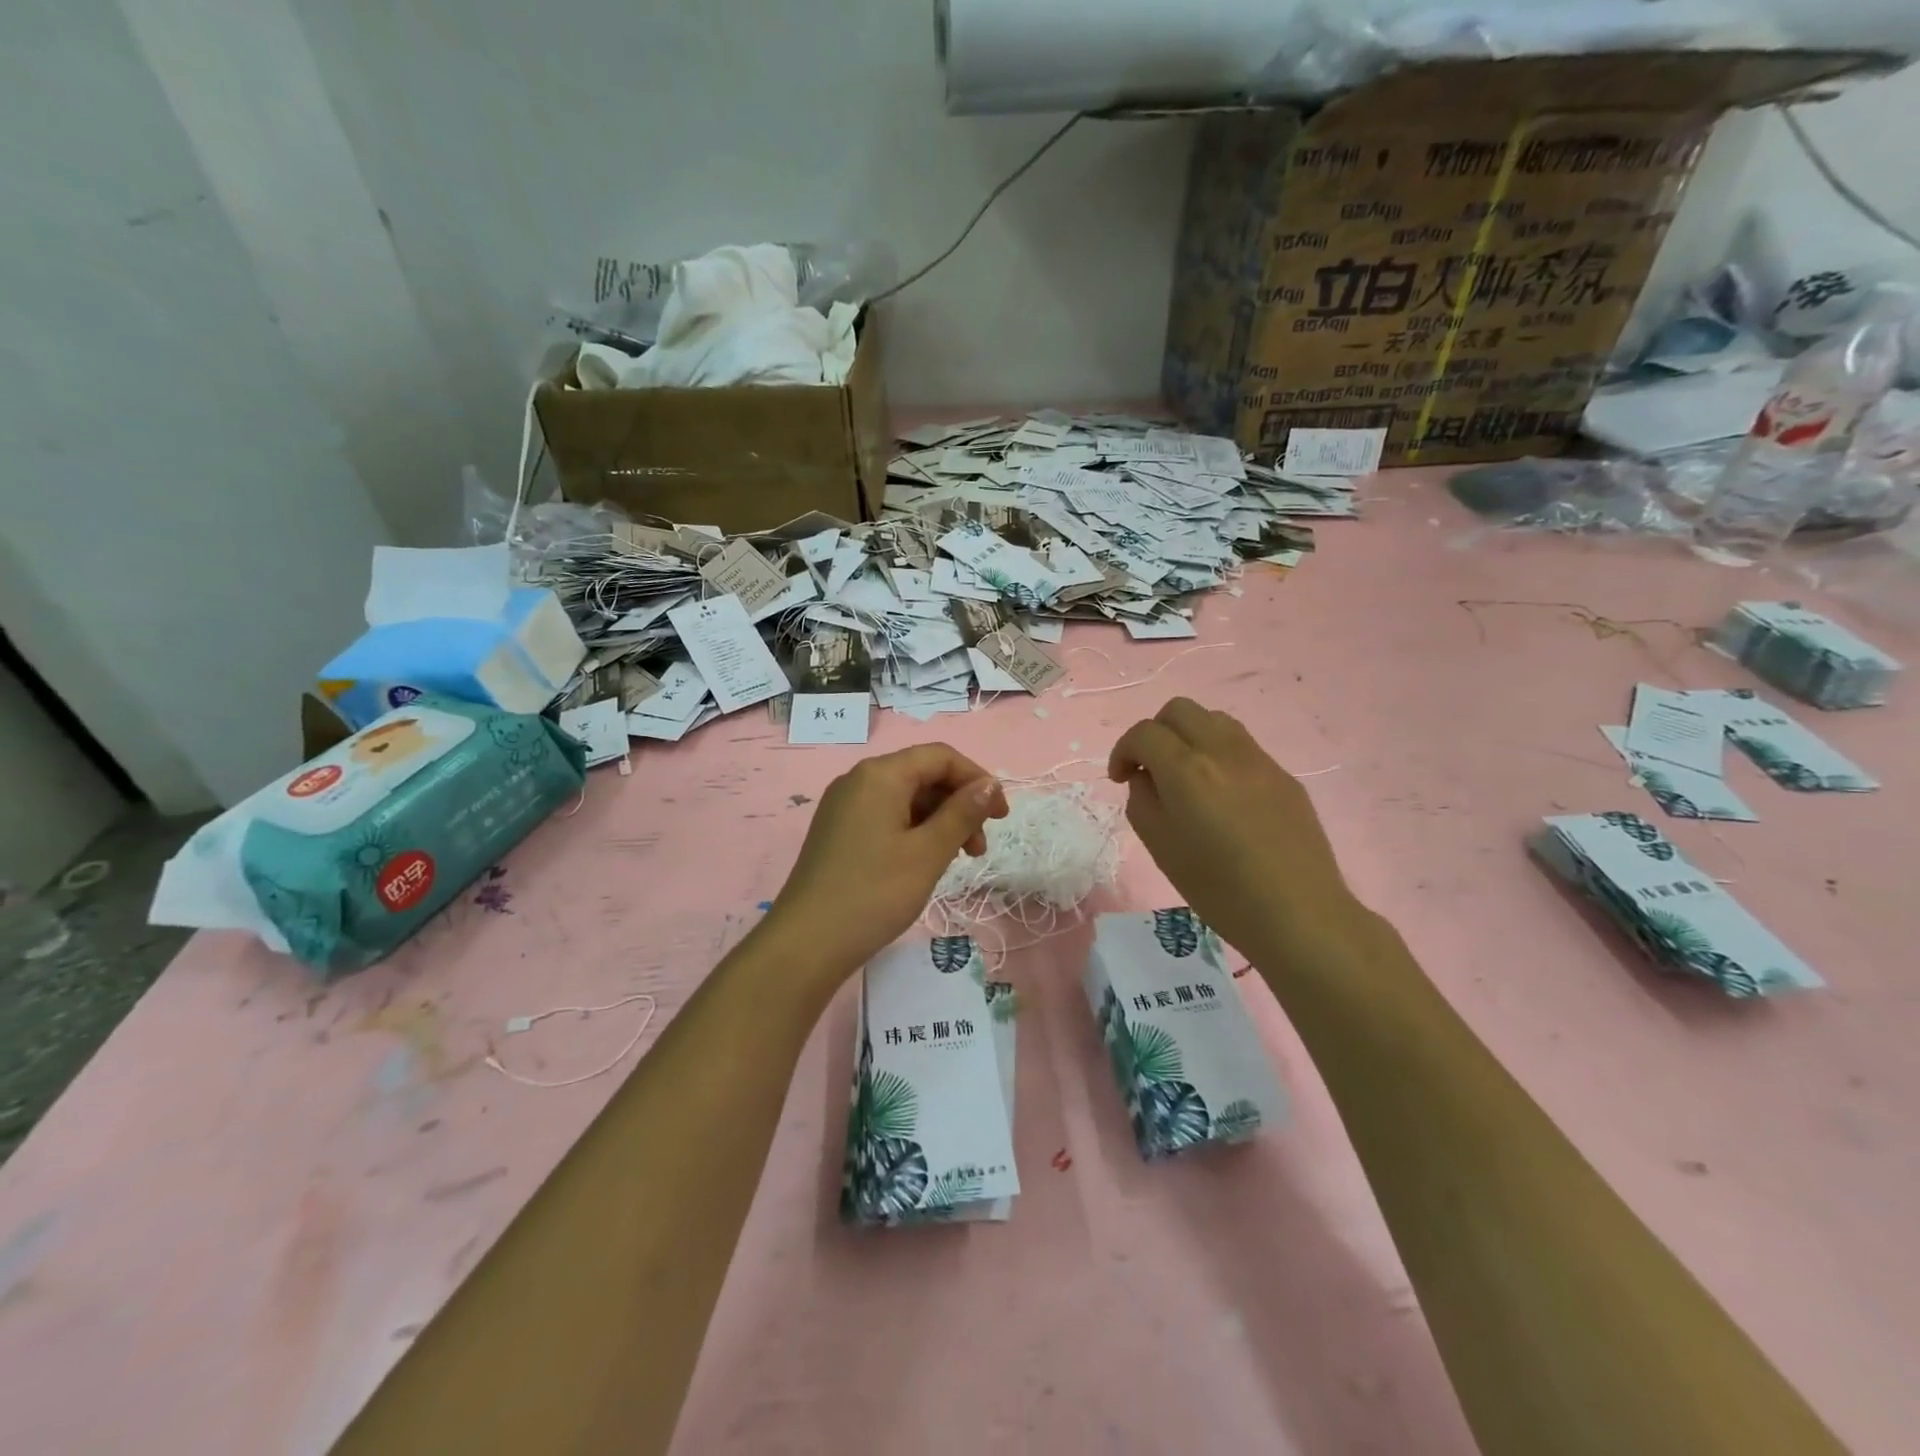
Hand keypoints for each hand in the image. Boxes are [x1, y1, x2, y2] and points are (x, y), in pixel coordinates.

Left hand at [761, 744, 1008, 993]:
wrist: (806, 943)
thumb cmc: (874, 893)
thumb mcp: (928, 852)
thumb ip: (963, 813)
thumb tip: (989, 784)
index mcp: (880, 775)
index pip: (940, 757)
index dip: (976, 779)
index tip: (1001, 816)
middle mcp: (859, 780)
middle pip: (922, 775)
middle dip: (959, 804)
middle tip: (979, 848)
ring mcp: (844, 806)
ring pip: (905, 798)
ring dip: (939, 821)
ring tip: (958, 860)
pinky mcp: (838, 831)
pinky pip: (886, 816)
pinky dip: (915, 831)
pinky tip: (925, 862)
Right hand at [1110, 698, 1360, 963]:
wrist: (1297, 913)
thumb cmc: (1218, 889)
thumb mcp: (1160, 847)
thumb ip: (1143, 801)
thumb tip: (1147, 778)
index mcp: (1187, 770)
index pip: (1144, 733)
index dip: (1123, 750)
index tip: (1121, 779)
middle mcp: (1223, 751)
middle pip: (1179, 710)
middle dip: (1155, 732)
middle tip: (1150, 768)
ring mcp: (1259, 759)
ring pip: (1214, 719)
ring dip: (1189, 736)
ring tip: (1186, 776)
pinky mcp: (1283, 775)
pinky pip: (1242, 746)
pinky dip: (1218, 755)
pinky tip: (1222, 796)